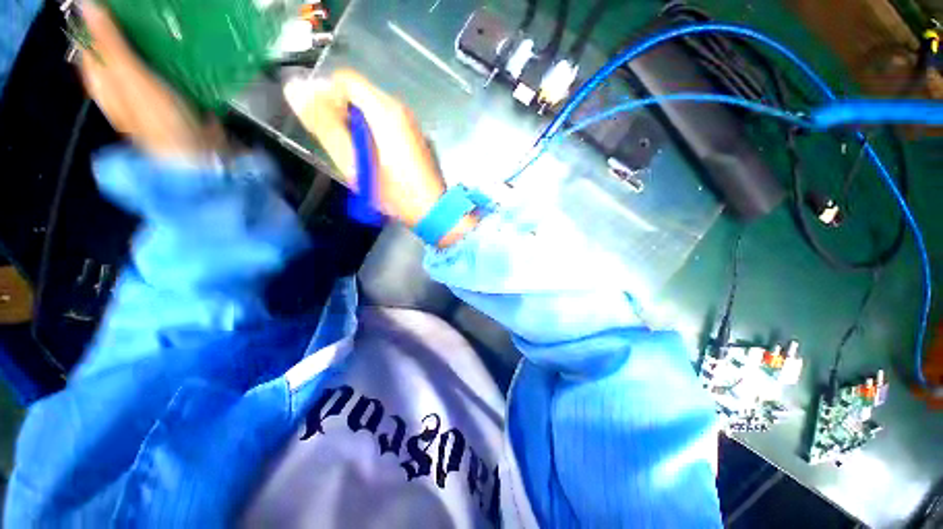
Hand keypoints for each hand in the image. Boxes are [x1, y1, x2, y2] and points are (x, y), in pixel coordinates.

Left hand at [78, 2, 225, 160]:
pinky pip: (162, 71)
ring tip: (163, 29)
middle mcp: (119, 86)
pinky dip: (167, 60)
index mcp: (103, 81)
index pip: (91, 42)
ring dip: (150, 44)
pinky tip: (178, 53)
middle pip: (115, 49)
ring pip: (140, 59)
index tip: (120, 7)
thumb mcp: (131, 78)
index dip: (101, 21)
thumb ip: (110, 43)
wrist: (197, 153)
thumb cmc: (161, 119)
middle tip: (144, 15)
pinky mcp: (169, 99)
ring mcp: (144, 93)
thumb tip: (89, 5)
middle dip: (127, 31)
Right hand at [284, 70, 475, 246]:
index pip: (345, 79)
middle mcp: (400, 109)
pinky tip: (373, 156)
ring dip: (355, 125)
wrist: (433, 210)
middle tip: (338, 145)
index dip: (326, 95)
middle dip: (341, 113)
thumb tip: (295, 87)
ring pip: (372, 109)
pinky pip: (385, 123)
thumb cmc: (394, 192)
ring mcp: (410, 123)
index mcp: (385, 111)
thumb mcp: (355, 164)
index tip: (322, 124)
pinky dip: (372, 132)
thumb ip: (325, 126)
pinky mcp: (414, 137)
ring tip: (355, 155)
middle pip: (359, 93)